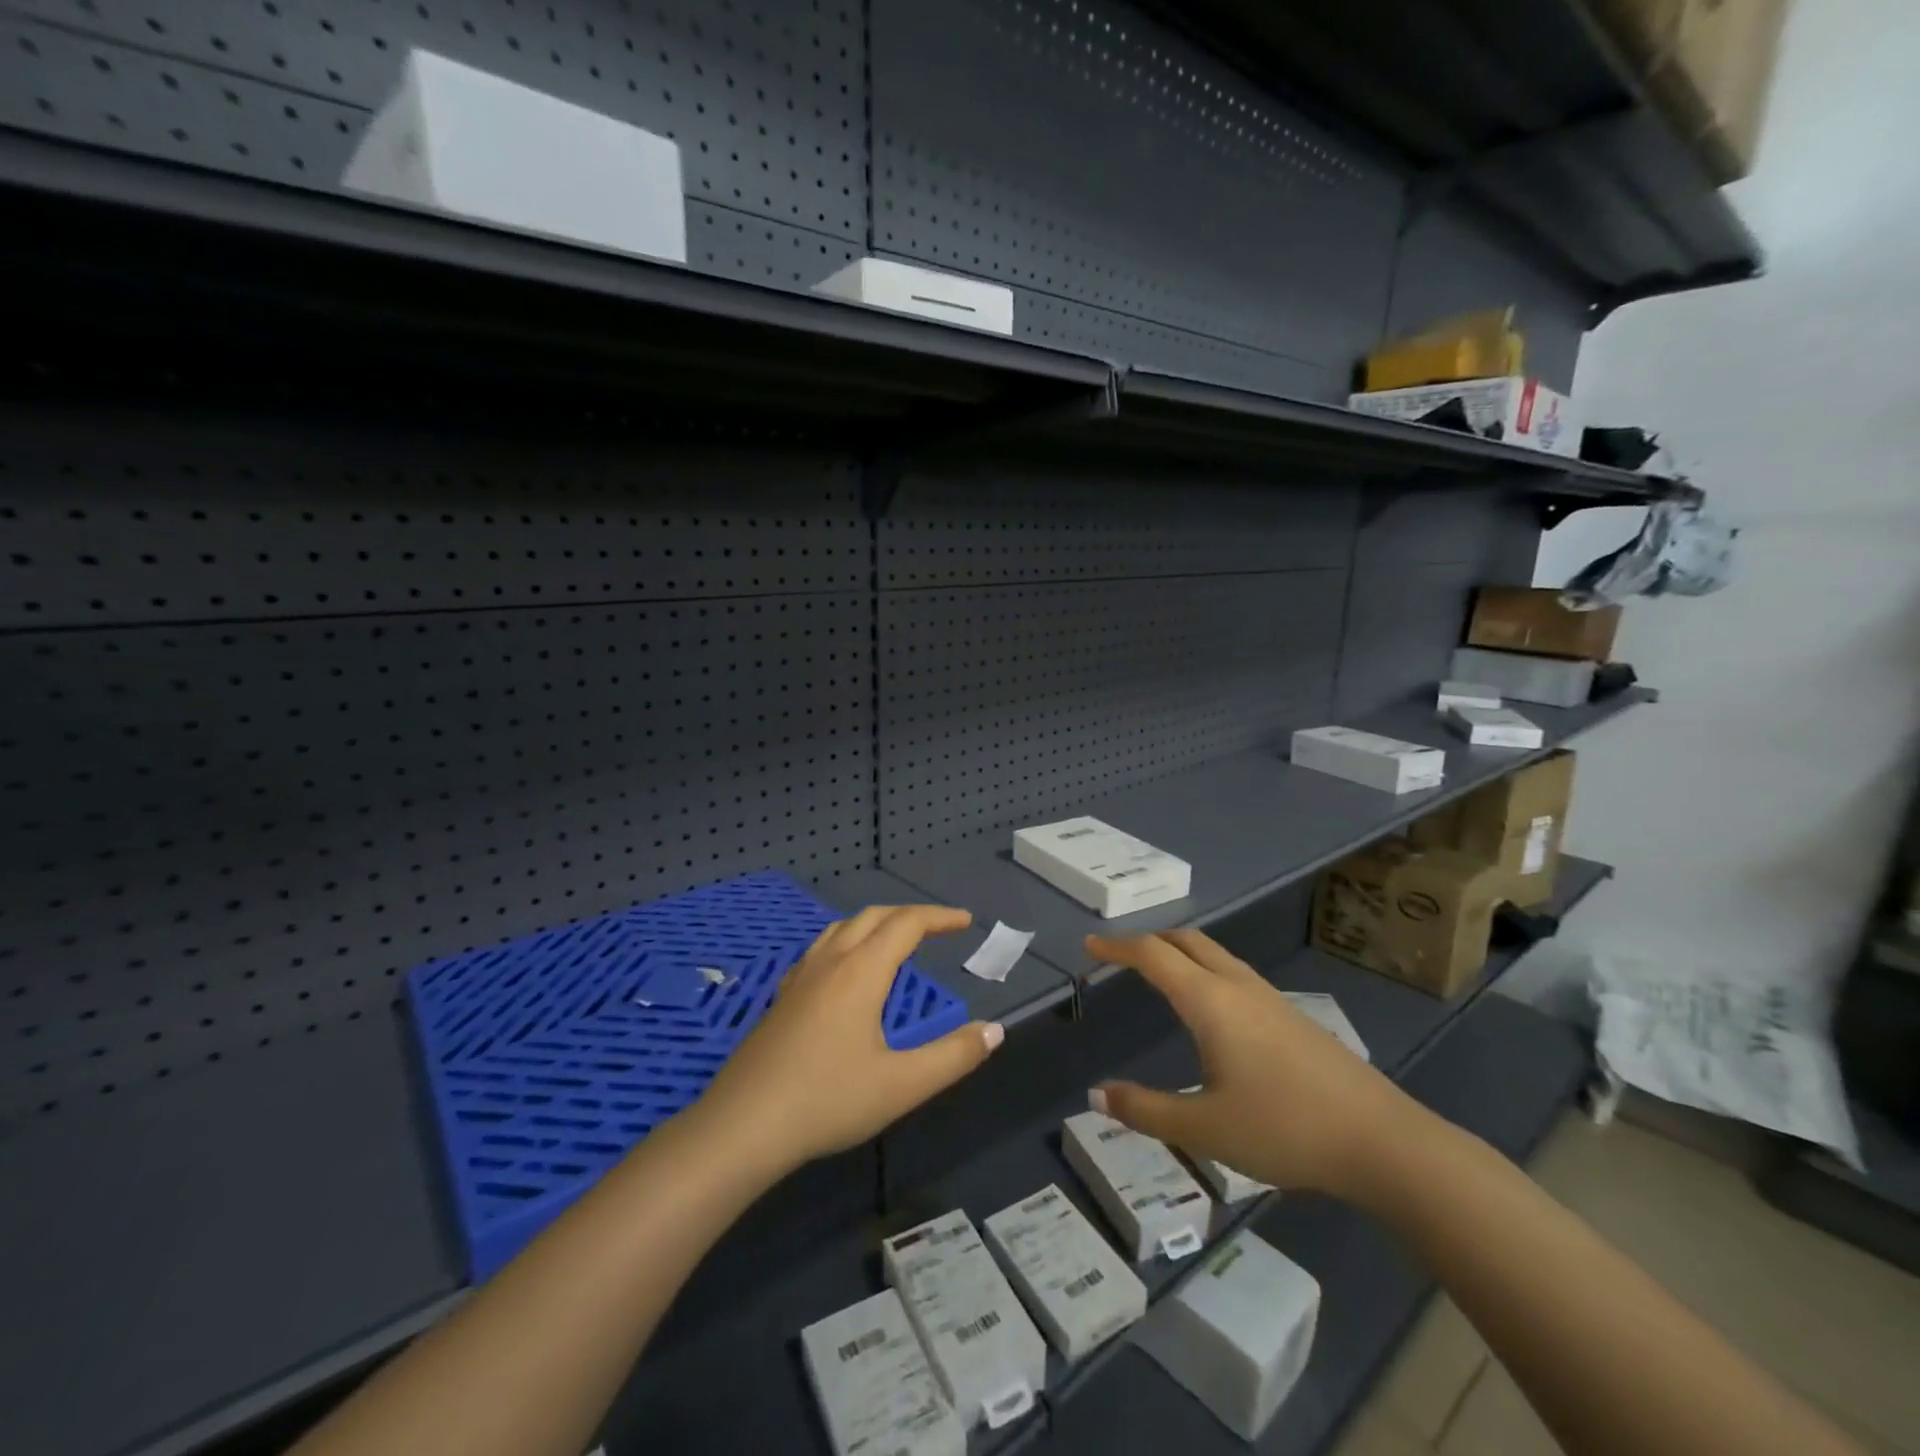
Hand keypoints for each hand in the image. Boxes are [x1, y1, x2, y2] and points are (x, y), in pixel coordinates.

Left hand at [694, 905, 1002, 1175]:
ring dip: (875, 924)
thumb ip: (953, 1056)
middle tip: (939, 927)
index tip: (966, 921)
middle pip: (873, 917)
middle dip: (910, 915)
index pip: (906, 925)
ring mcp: (800, 977)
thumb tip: (994, 1031)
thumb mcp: (902, 1085)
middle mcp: (830, 962)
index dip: (939, 917)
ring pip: (842, 929)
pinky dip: (847, 942)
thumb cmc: (827, 1101)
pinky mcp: (781, 997)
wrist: (742, 1126)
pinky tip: (844, 972)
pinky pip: (820, 949)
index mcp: (861, 972)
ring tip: (896, 941)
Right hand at [1086, 928, 1424, 1204]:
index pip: (1152, 955)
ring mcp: (1269, 998)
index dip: (1117, 947)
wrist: (1382, 1140)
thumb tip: (1096, 1093)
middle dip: (1149, 940)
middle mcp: (1237, 986)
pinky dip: (1205, 970)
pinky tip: (1211, 1010)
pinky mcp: (1292, 1017)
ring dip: (1180, 953)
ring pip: (1214, 954)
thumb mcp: (1204, 1128)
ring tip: (1159, 975)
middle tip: (1120, 956)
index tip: (1090, 947)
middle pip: (1186, 941)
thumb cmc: (1283, 1128)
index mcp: (1209, 1001)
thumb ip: (1145, 1110)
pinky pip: (1235, 973)